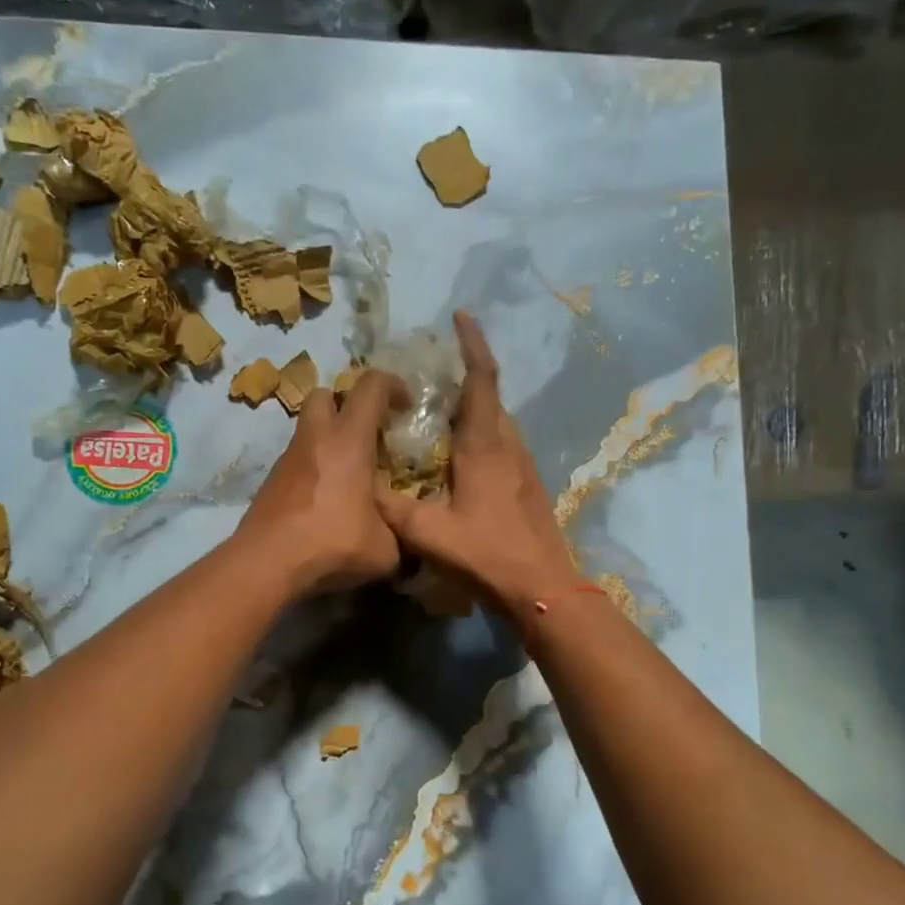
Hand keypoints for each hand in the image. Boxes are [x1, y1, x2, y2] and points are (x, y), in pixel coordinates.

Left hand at [233, 370, 404, 595]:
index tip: (406, 403)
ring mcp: (288, 458)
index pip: (370, 387)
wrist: (267, 563)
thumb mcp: (385, 548)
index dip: (392, 384)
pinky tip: (325, 497)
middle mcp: (315, 439)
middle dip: (346, 403)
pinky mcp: (271, 481)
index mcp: (349, 441)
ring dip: (328, 437)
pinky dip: (313, 465)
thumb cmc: (332, 544)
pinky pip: (297, 459)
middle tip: (366, 431)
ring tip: (347, 470)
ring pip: (307, 427)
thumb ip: (399, 532)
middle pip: (324, 393)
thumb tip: (404, 533)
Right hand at [377, 311, 579, 613]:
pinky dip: (481, 435)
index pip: (481, 379)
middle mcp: (508, 445)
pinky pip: (502, 444)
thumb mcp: (426, 532)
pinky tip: (460, 458)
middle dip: (465, 376)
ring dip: (473, 408)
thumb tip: (362, 484)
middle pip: (489, 396)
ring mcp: (523, 465)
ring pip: (498, 422)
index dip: (472, 343)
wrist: (543, 589)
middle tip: (430, 376)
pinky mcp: (528, 485)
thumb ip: (390, 506)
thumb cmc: (486, 554)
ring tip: (439, 414)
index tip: (460, 316)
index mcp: (484, 445)